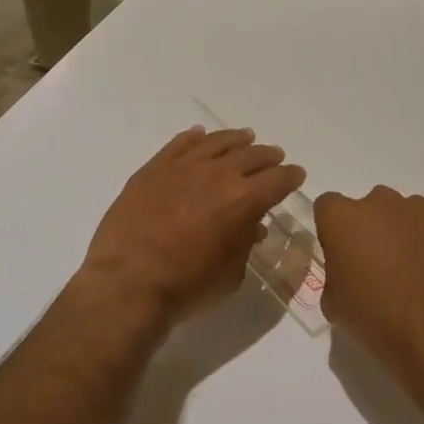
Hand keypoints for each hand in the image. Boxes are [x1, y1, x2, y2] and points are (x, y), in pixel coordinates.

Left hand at [80, 126, 305, 331]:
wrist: (127, 285)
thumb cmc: (187, 287)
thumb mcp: (231, 274)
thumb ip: (245, 243)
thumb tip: (251, 226)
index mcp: (244, 200)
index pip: (277, 180)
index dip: (290, 176)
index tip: (296, 175)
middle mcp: (217, 175)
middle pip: (250, 156)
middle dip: (267, 156)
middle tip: (274, 156)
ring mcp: (182, 168)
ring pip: (215, 143)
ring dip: (235, 139)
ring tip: (245, 137)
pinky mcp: (152, 170)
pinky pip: (178, 145)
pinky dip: (193, 138)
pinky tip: (199, 135)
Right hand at [314, 186, 423, 396]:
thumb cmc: (376, 318)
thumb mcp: (334, 304)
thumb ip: (334, 274)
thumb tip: (347, 272)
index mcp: (343, 218)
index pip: (327, 206)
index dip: (332, 230)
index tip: (340, 255)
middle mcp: (379, 202)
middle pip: (367, 207)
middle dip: (368, 229)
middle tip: (374, 265)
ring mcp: (419, 209)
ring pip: (401, 214)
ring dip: (399, 233)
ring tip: (408, 271)